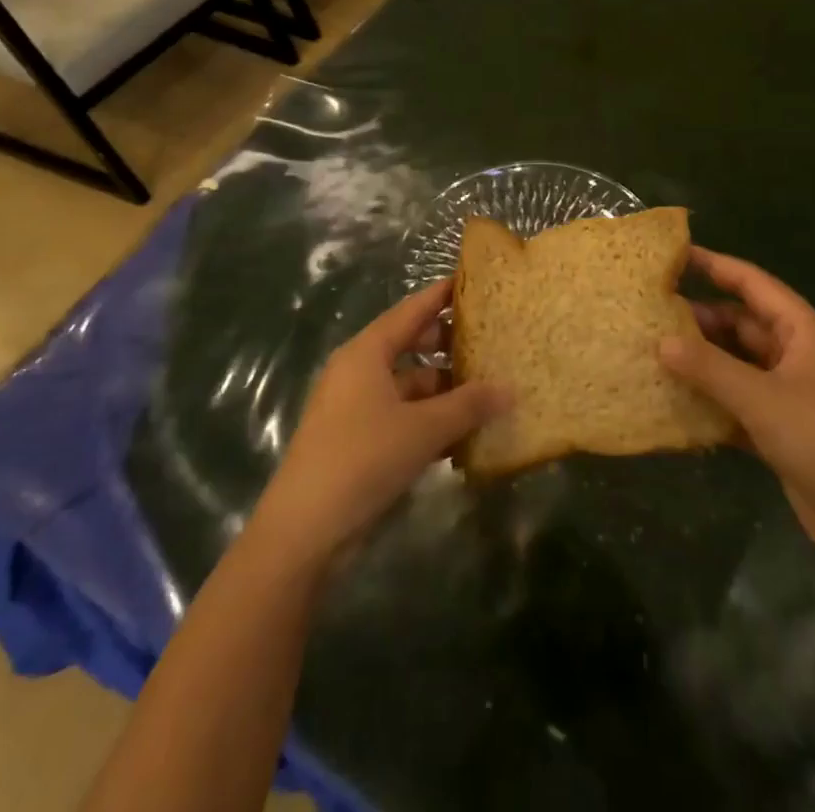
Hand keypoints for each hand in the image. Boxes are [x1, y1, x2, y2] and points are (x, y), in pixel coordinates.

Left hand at [250, 280, 510, 568]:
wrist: (304, 531)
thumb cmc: (363, 459)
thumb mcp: (423, 429)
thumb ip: (468, 405)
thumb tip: (510, 389)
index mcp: (366, 353)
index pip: (410, 310)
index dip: (440, 296)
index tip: (471, 282)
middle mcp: (358, 371)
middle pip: (409, 346)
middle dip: (448, 346)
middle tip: (489, 342)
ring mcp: (355, 407)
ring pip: (408, 385)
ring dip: (443, 391)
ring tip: (487, 393)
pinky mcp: (356, 440)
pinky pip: (400, 416)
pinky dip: (428, 420)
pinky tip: (462, 436)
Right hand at [660, 247, 814, 562]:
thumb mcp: (762, 399)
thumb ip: (709, 368)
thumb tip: (659, 341)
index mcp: (802, 331)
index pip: (752, 283)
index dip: (714, 265)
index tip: (672, 255)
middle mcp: (795, 354)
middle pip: (740, 323)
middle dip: (699, 319)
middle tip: (649, 315)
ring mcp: (788, 393)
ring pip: (736, 363)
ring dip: (701, 361)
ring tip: (651, 353)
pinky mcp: (780, 428)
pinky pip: (736, 401)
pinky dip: (710, 400)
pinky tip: (673, 401)